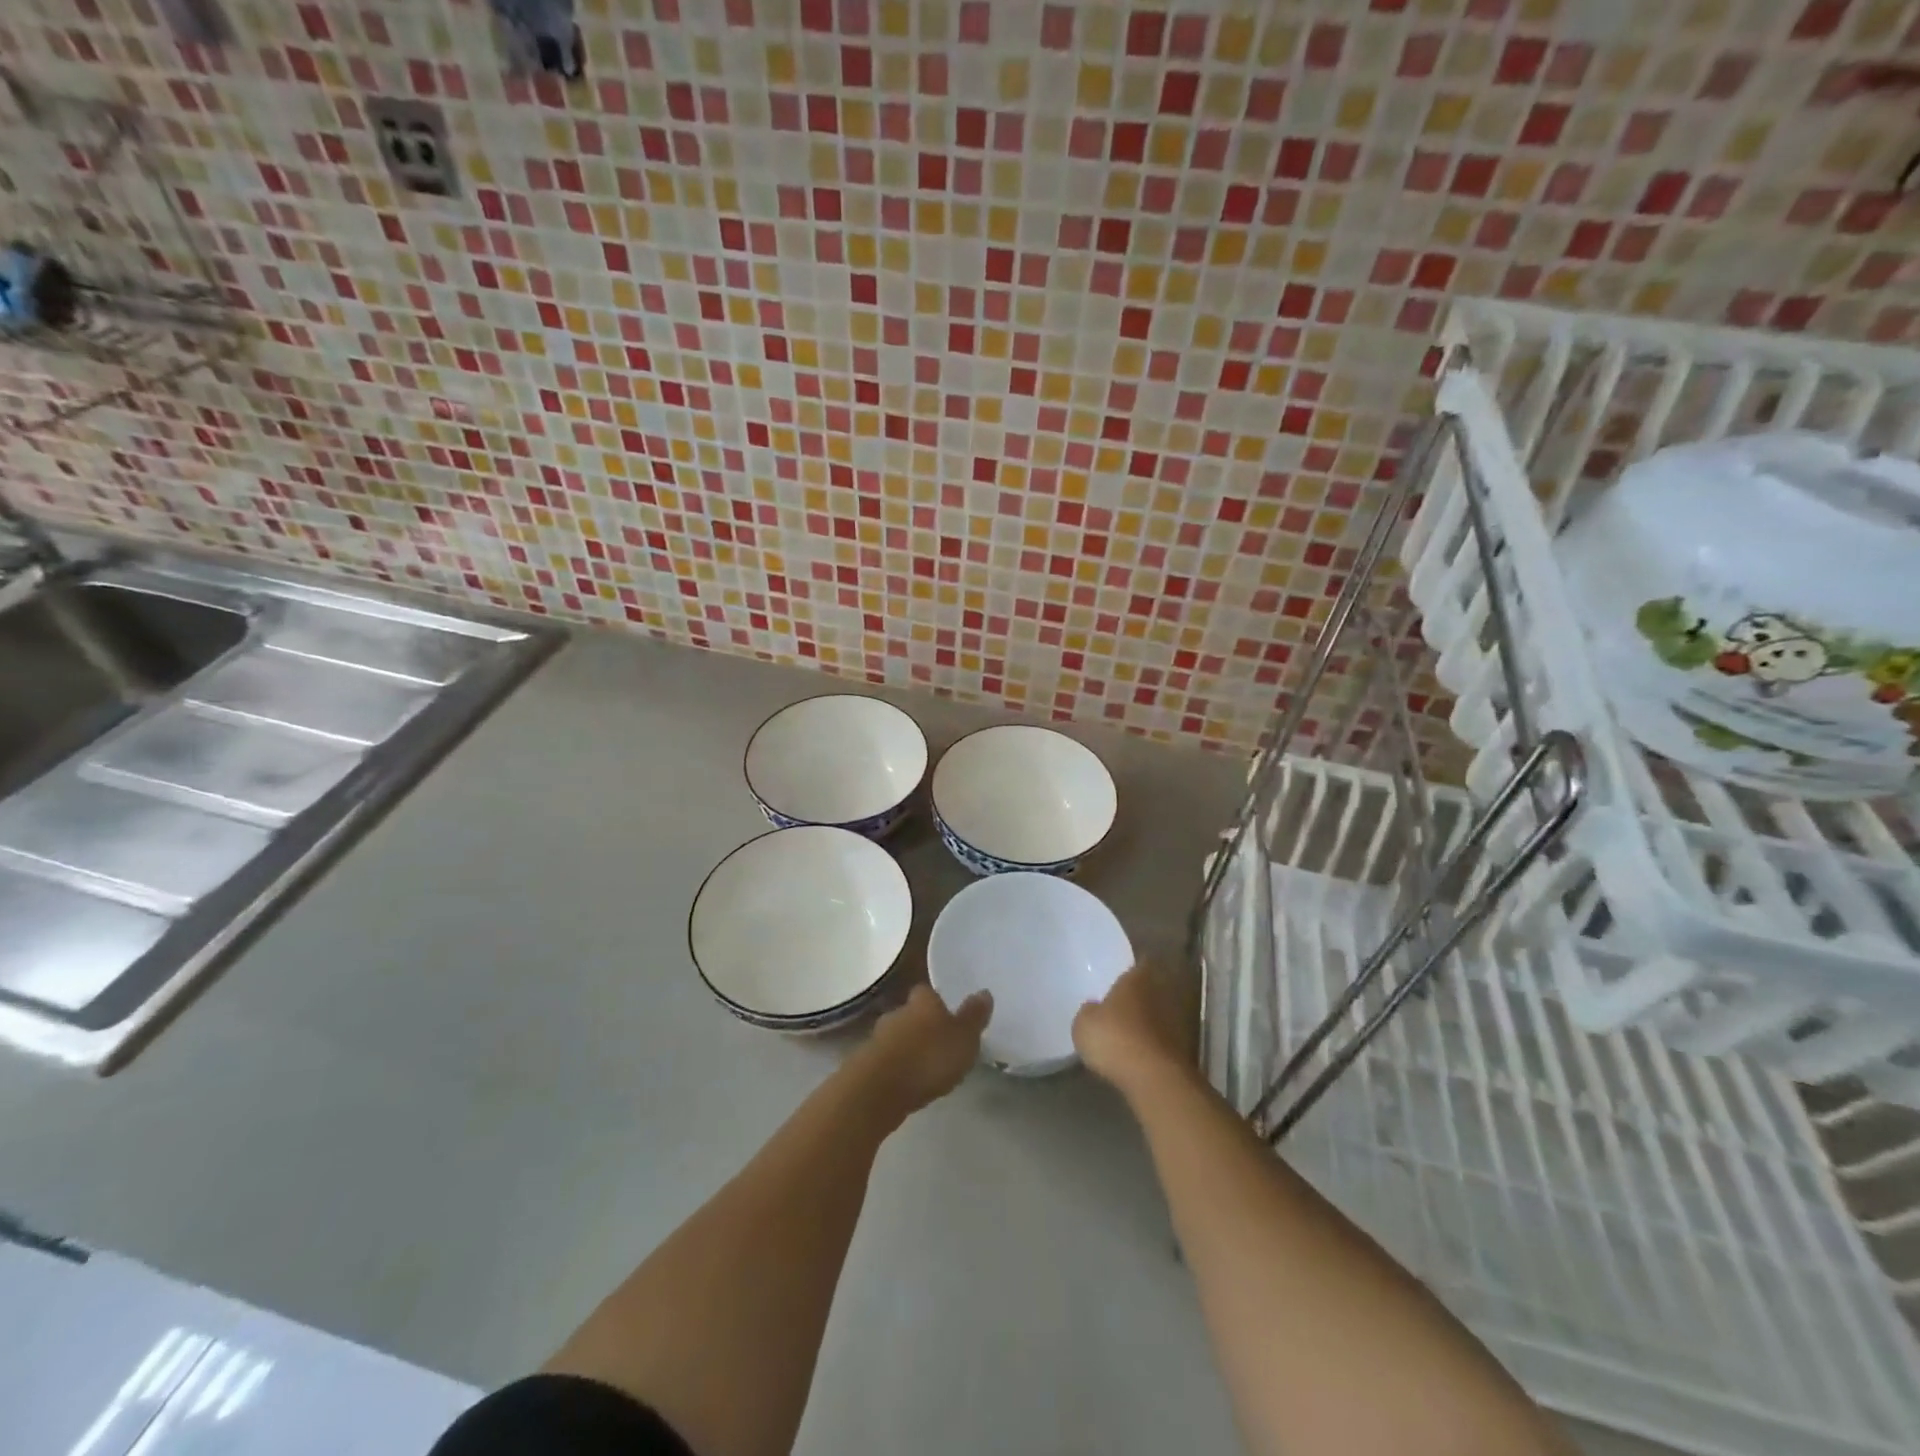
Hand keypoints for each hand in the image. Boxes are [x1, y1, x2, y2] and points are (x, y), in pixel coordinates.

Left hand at [856, 984, 992, 1116]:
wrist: (878, 1089)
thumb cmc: (928, 1057)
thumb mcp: (964, 1038)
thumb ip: (974, 1016)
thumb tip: (984, 992)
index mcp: (922, 1000)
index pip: (929, 992)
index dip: (939, 1002)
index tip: (950, 1015)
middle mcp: (898, 1011)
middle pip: (912, 1013)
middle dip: (923, 1025)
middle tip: (940, 1042)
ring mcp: (878, 1037)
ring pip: (898, 1036)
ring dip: (909, 1047)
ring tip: (926, 1066)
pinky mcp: (866, 1063)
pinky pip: (888, 1059)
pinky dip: (897, 1067)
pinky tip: (907, 1081)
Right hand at [1072, 964, 1188, 1094]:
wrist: (1153, 1078)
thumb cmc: (1113, 1038)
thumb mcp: (1084, 1023)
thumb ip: (1089, 1011)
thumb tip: (1094, 1008)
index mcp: (1136, 979)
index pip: (1140, 964)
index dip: (1132, 970)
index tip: (1122, 975)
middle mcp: (1160, 995)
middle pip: (1150, 990)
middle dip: (1138, 997)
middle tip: (1120, 1005)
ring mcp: (1175, 1023)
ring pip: (1157, 1016)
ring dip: (1146, 1023)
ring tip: (1126, 1033)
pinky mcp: (1181, 1051)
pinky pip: (1161, 1041)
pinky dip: (1151, 1045)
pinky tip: (1136, 1055)